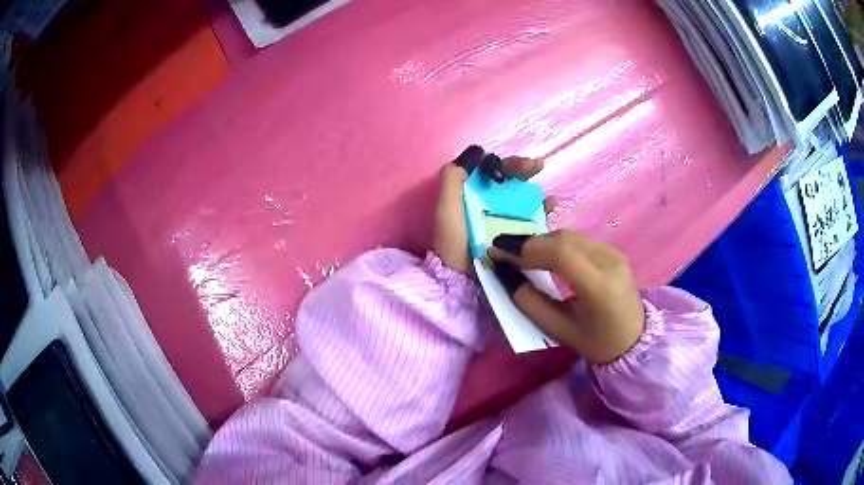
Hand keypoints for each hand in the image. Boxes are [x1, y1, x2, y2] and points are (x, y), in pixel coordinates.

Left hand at [433, 145, 545, 273]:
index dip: (499, 164)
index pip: (489, 168)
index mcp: (471, 192)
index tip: (502, 173)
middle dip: (522, 168)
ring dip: (535, 185)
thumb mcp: (446, 207)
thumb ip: (453, 177)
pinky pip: (534, 215)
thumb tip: (477, 150)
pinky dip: (544, 207)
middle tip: (535, 166)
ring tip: (544, 182)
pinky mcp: (518, 233)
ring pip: (523, 194)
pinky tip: (552, 204)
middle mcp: (489, 201)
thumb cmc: (453, 243)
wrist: (462, 281)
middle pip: (509, 178)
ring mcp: (505, 217)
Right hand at [488, 231, 644, 363]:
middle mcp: (610, 262)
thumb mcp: (559, 329)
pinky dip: (555, 244)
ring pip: (569, 236)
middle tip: (503, 251)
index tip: (497, 252)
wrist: (635, 338)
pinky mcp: (613, 250)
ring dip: (541, 242)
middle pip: (563, 239)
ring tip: (519, 253)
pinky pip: (578, 240)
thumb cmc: (596, 342)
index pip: (560, 253)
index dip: (525, 248)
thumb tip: (506, 275)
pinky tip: (543, 255)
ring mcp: (614, 253)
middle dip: (528, 243)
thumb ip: (530, 302)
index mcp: (600, 287)